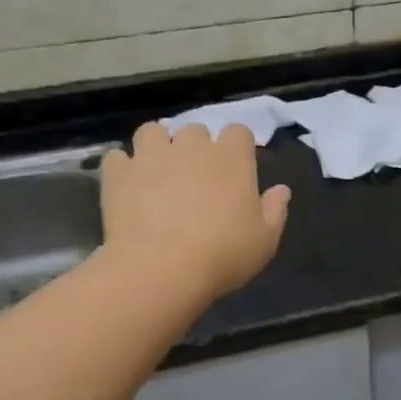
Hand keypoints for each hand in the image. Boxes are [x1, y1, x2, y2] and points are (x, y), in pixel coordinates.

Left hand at [100, 123, 290, 299]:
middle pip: (195, 130)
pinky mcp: (119, 173)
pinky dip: (124, 168)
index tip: (236, 169)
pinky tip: (128, 186)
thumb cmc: (223, 255)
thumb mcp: (265, 240)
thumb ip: (275, 210)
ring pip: (152, 132)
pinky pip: (118, 158)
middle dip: (196, 148)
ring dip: (157, 146)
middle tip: (196, 177)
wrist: (160, 269)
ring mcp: (151, 155)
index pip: (238, 131)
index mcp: (231, 158)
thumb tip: (281, 190)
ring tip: (158, 171)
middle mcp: (191, 146)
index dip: (237, 147)